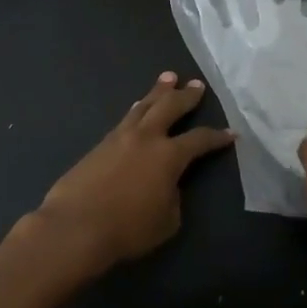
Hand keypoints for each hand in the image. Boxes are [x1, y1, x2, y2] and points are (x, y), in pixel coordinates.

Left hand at [29, 73, 233, 274]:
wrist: (75, 227)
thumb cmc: (127, 229)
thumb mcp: (167, 221)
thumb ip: (173, 196)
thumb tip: (166, 184)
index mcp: (169, 156)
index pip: (200, 140)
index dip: (217, 137)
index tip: (231, 133)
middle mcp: (147, 137)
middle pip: (170, 107)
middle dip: (186, 96)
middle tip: (197, 85)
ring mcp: (120, 137)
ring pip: (144, 106)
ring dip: (158, 91)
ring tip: (168, 78)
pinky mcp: (99, 145)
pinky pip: (125, 119)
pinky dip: (137, 109)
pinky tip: (138, 107)